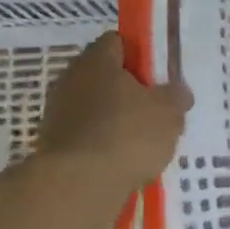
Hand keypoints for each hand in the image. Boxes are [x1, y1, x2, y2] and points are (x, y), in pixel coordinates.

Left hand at [36, 33, 192, 192]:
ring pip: (93, 107)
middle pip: (103, 75)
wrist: (78, 186)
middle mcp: (70, 79)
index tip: (158, 73)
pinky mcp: (52, 145)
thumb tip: (177, 92)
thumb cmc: (127, 134)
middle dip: (127, 89)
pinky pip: (85, 135)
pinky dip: (101, 143)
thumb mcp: (169, 112)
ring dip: (113, 118)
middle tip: (154, 107)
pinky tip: (121, 159)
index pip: (117, 42)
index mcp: (97, 61)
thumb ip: (175, 96)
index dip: (140, 54)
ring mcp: (57, 113)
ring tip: (141, 139)